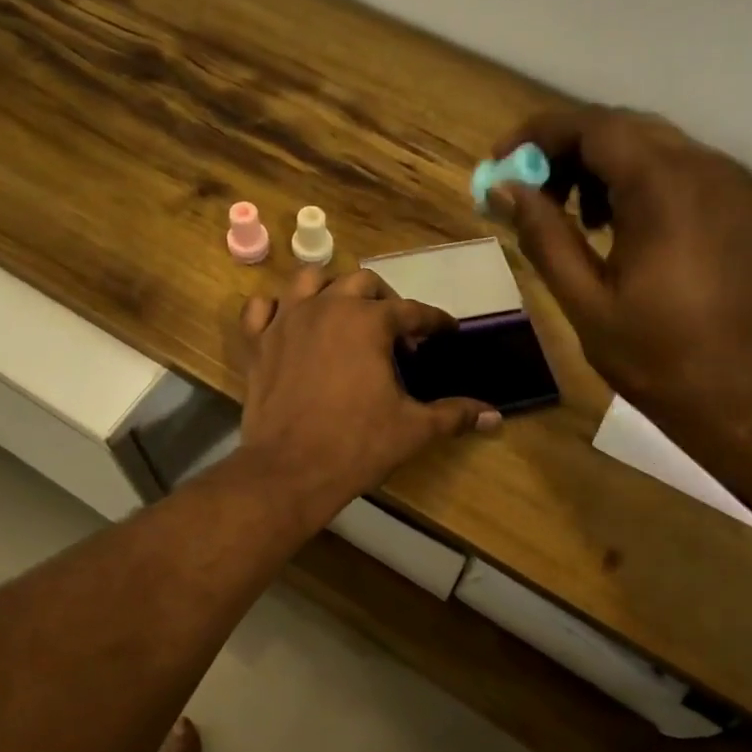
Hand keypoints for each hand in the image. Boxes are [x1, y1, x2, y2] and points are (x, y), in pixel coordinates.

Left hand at [236, 268, 499, 516]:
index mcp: (369, 321)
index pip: (412, 311)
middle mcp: (327, 307)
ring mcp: (286, 321)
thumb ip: (454, 415)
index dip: (434, 322)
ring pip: (309, 280)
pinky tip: (289, 324)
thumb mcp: (413, 429)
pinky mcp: (257, 342)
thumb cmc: (357, 446)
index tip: (445, 332)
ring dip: (331, 290)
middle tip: (395, 334)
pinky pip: (261, 308)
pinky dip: (276, 309)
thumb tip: (495, 417)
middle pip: (363, 283)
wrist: (289, 471)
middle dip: (385, 302)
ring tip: (344, 316)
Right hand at [488, 107, 751, 442]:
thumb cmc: (657, 357)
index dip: (537, 136)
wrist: (744, 396)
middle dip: (564, 151)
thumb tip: (504, 188)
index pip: (591, 127)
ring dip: (598, 166)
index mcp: (663, 186)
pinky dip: (632, 182)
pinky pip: (674, 170)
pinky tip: (611, 227)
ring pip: (648, 145)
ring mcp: (726, 183)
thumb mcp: (585, 301)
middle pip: (620, 128)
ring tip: (568, 217)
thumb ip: (543, 236)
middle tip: (527, 195)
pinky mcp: (735, 205)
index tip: (498, 163)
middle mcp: (702, 166)